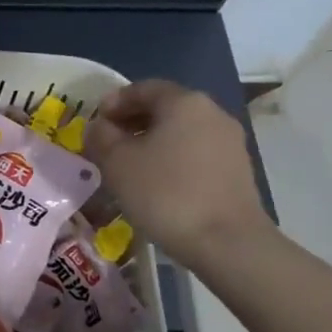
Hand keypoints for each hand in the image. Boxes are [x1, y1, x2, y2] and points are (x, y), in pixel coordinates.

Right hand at [84, 80, 272, 269]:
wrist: (226, 242)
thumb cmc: (165, 193)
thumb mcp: (117, 162)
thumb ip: (101, 136)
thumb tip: (99, 127)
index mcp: (184, 102)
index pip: (142, 88)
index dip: (113, 102)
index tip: (95, 122)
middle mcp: (212, 113)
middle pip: (164, 108)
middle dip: (132, 122)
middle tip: (107, 144)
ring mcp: (229, 142)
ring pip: (181, 132)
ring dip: (152, 142)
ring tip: (129, 167)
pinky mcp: (237, 170)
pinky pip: (196, 154)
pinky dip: (172, 160)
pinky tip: (157, 184)